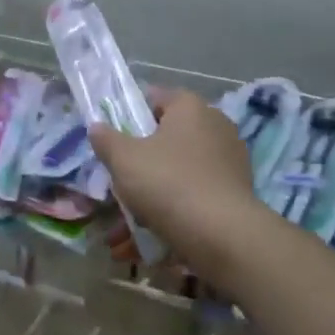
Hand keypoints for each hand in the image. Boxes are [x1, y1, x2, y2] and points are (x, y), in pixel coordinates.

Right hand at [89, 88, 274, 290]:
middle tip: (120, 180)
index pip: (156, 97)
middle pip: (168, 136)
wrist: (222, 235)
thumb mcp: (124, 159)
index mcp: (190, 107)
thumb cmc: (168, 183)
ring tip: (128, 223)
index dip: (131, 114)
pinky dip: (175, 209)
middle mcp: (215, 124)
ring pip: (180, 170)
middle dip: (143, 160)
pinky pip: (196, 193)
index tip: (113, 138)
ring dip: (155, 191)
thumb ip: (106, 139)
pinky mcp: (237, 190)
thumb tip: (97, 127)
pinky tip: (151, 237)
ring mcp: (230, 159)